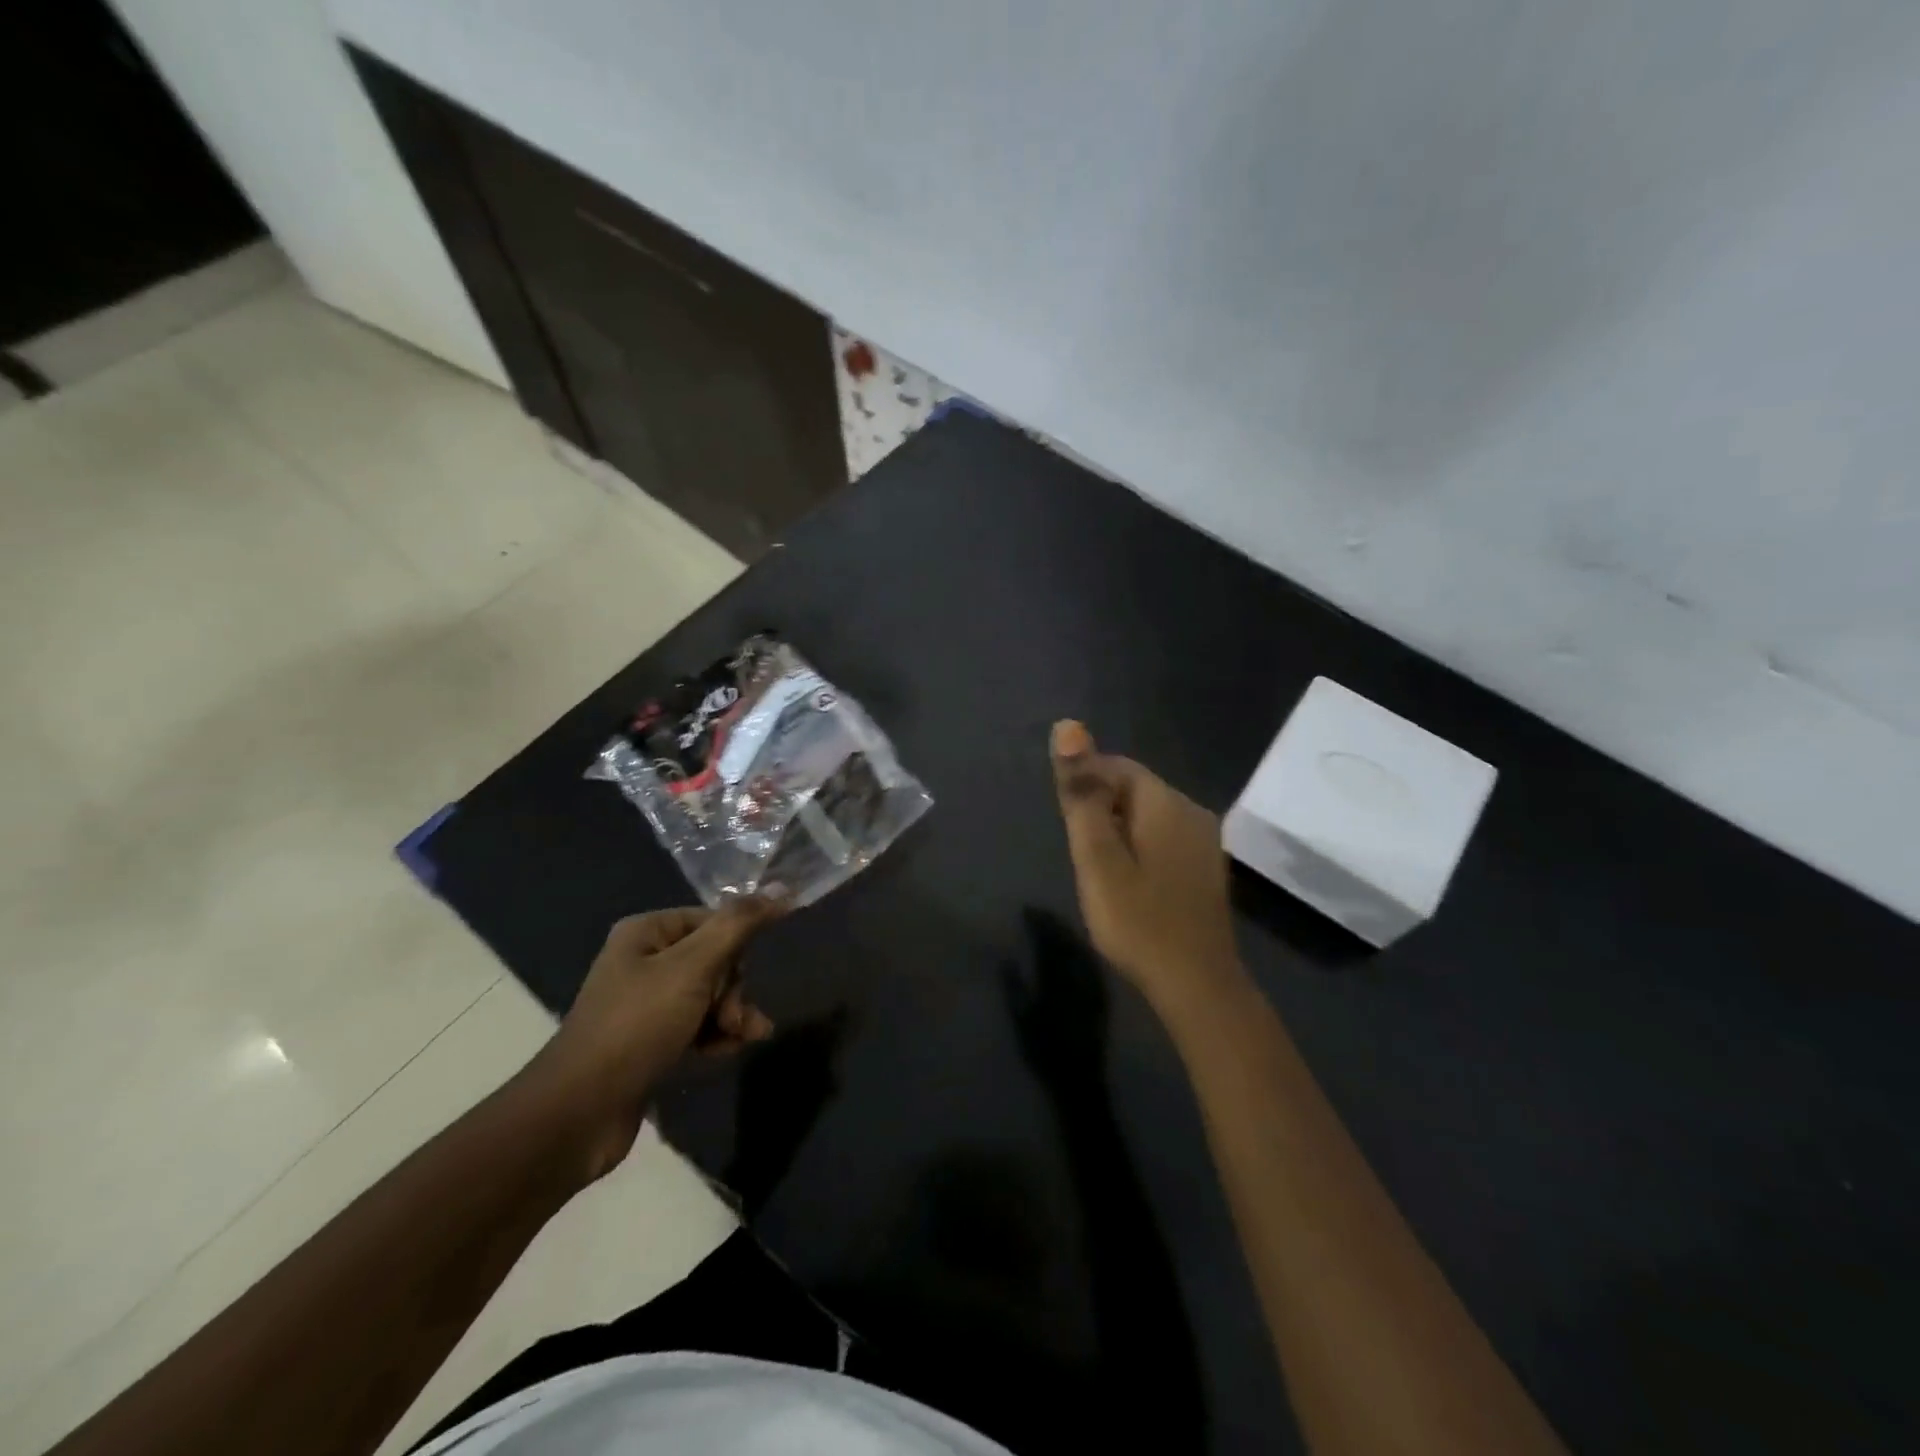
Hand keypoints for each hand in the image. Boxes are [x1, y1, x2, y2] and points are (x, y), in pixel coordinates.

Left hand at [525, 900, 779, 1179]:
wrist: (579, 1113)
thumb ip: (738, 926)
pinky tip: (728, 1051)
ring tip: (745, 1037)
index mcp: (647, 932)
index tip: (743, 977)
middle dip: (734, 989)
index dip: (736, 947)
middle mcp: (644, 961)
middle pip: (714, 959)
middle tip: (733, 1017)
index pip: (712, 920)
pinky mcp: (649, 1041)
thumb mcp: (693, 968)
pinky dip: (716, 1035)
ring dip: (732, 1015)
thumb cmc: (637, 1026)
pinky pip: (696, 1025)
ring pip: (709, 995)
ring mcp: (645, 1003)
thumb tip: (781, 888)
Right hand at [1050, 721, 1243, 1021]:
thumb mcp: (1098, 857)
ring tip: (1097, 869)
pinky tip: (1128, 882)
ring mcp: (1204, 843)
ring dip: (1118, 830)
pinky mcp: (1205, 870)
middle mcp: (1193, 812)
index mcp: (1167, 803)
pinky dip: (1139, 848)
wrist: (1197, 986)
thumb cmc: (1138, 920)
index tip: (1065, 820)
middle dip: (1101, 808)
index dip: (1085, 783)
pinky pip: (1164, 840)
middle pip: (1135, 790)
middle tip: (1079, 851)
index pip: (1118, 766)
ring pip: (1149, 816)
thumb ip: (1082, 794)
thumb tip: (1069, 726)